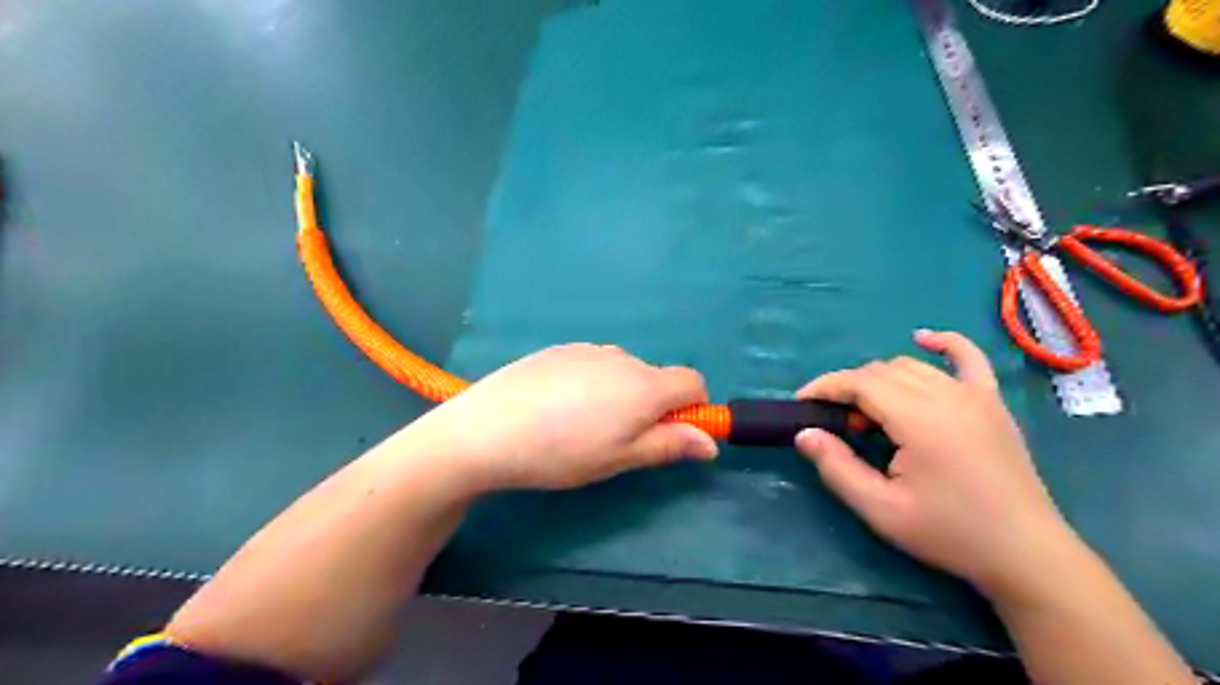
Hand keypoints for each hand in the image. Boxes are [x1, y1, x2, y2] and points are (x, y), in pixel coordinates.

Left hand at [410, 343, 717, 490]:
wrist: (487, 429)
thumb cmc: (561, 453)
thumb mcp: (619, 459)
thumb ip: (668, 445)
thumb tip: (710, 443)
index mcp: (644, 386)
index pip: (693, 382)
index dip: (693, 407)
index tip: (670, 433)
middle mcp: (622, 358)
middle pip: (656, 377)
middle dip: (651, 405)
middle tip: (616, 439)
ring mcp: (588, 349)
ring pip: (623, 370)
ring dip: (620, 393)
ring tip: (582, 424)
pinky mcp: (560, 349)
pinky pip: (593, 363)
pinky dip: (592, 382)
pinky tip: (558, 406)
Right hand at [804, 330, 1074, 597]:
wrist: (1025, 553)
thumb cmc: (949, 533)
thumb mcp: (881, 510)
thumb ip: (837, 468)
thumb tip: (804, 433)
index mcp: (920, 419)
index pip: (860, 383)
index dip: (825, 387)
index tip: (802, 403)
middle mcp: (947, 395)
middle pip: (881, 372)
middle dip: (848, 388)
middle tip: (836, 424)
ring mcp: (975, 395)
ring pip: (911, 366)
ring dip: (879, 379)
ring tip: (868, 413)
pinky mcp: (992, 402)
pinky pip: (969, 357)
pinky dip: (943, 343)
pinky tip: (924, 339)